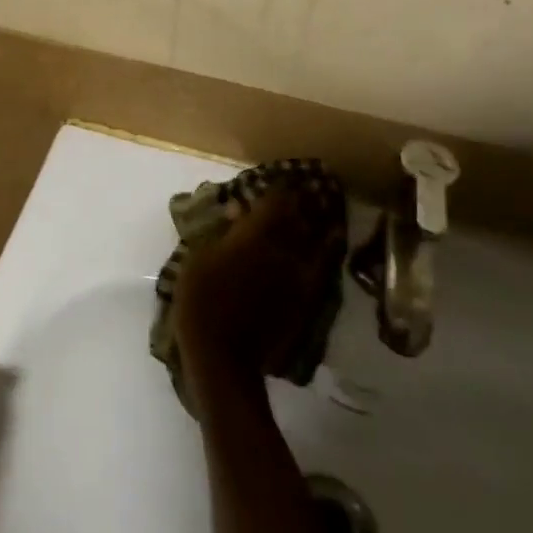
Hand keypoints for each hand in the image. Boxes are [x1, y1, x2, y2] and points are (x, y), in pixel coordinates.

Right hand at [174, 187, 343, 399]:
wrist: (224, 356)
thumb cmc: (201, 301)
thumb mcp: (198, 258)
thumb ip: (222, 231)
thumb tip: (238, 209)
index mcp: (253, 235)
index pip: (275, 201)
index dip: (281, 187)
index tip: (283, 176)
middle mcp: (282, 248)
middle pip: (300, 215)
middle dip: (303, 198)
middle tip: (307, 185)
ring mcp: (298, 273)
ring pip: (317, 236)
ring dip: (320, 218)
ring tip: (324, 203)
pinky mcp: (307, 296)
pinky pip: (324, 264)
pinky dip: (330, 247)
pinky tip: (333, 236)